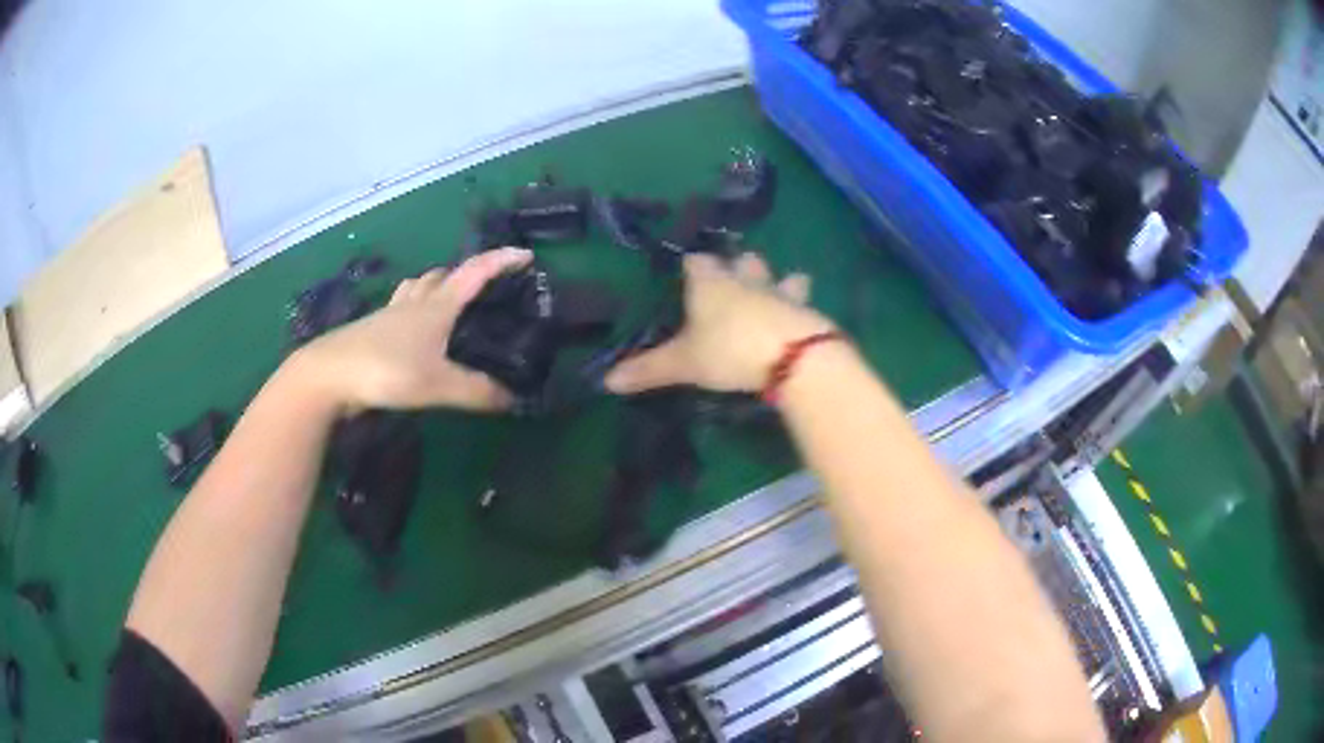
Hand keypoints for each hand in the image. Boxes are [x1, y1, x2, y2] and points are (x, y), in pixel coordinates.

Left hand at [290, 247, 532, 412]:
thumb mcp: (437, 384)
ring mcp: (389, 315)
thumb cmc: (385, 370)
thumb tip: (513, 400)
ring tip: (448, 303)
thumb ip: (476, 391)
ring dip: (435, 287)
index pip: (475, 273)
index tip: (526, 255)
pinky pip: (399, 309)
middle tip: (483, 289)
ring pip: (417, 289)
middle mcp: (413, 303)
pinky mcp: (372, 331)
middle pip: (442, 276)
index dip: (501, 261)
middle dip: (465, 274)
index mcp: (436, 306)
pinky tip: (414, 332)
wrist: (328, 375)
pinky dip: (413, 310)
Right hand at [606, 252, 835, 394]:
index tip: (688, 270)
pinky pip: (805, 306)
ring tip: (780, 292)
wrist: (792, 357)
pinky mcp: (808, 314)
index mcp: (711, 283)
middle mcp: (747, 280)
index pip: (697, 262)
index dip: (692, 265)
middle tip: (735, 278)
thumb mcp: (683, 363)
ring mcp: (781, 294)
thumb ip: (648, 369)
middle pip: (744, 261)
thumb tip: (607, 381)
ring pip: (784, 277)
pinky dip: (801, 312)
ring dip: (782, 282)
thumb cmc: (728, 350)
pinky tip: (801, 324)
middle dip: (740, 266)